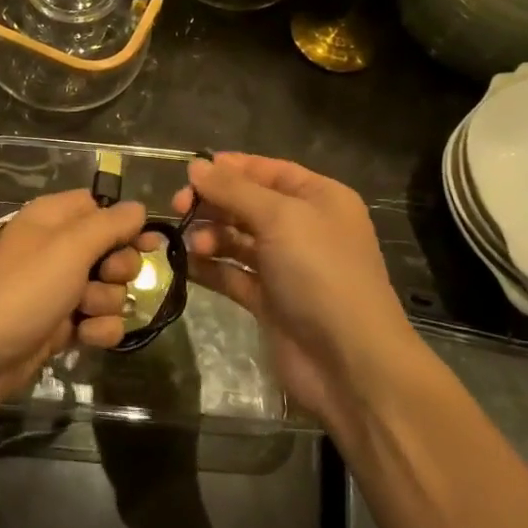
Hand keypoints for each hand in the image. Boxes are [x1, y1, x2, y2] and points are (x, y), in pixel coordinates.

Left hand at [0, 190, 150, 424]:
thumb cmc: (20, 291)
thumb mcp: (69, 248)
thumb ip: (109, 226)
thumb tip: (138, 208)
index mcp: (52, 219)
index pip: (100, 208)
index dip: (125, 224)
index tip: (146, 243)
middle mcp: (55, 250)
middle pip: (111, 251)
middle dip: (119, 269)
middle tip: (105, 278)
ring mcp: (56, 291)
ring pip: (108, 290)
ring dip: (108, 303)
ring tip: (84, 313)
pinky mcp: (57, 328)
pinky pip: (96, 322)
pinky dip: (97, 330)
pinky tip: (84, 338)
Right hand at [176, 153, 417, 424]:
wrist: (349, 362)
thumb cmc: (321, 274)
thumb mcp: (280, 218)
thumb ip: (233, 190)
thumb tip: (196, 165)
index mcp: (319, 199)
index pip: (268, 171)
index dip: (230, 168)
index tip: (190, 172)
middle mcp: (303, 228)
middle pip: (247, 204)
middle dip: (213, 204)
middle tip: (178, 208)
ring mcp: (285, 266)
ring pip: (236, 239)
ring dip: (210, 236)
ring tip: (193, 245)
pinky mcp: (268, 300)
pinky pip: (232, 274)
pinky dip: (210, 268)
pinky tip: (187, 265)